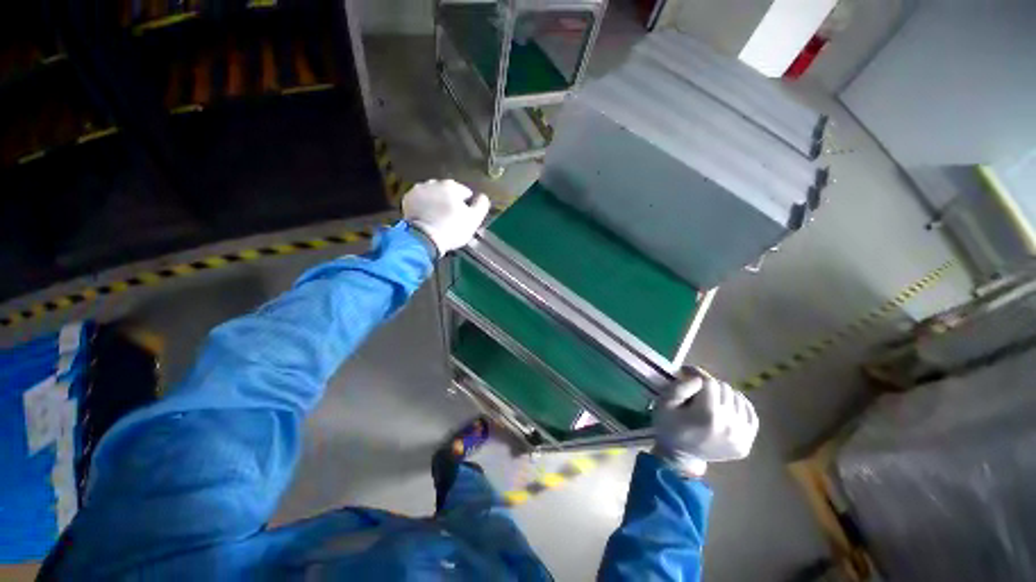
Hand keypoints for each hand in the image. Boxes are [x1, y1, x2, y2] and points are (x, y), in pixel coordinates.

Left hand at [402, 179, 490, 256]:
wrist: (424, 238)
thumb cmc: (452, 228)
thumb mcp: (474, 219)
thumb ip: (482, 205)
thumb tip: (483, 196)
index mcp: (452, 186)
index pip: (465, 193)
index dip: (467, 206)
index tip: (464, 218)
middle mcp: (434, 182)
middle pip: (448, 192)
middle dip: (450, 202)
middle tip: (451, 219)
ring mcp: (419, 189)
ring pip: (433, 195)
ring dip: (436, 203)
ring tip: (438, 219)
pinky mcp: (407, 199)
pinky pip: (420, 201)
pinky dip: (424, 206)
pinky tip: (427, 218)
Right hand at [652, 367, 759, 477]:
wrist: (679, 456)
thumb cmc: (668, 425)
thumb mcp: (664, 402)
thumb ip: (680, 387)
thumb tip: (700, 378)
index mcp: (708, 416)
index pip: (711, 383)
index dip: (698, 374)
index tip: (687, 373)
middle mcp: (729, 426)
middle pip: (725, 389)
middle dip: (710, 386)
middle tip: (697, 390)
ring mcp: (741, 437)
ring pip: (738, 398)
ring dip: (723, 395)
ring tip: (710, 400)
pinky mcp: (746, 443)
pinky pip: (750, 414)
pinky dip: (739, 406)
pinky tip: (726, 407)